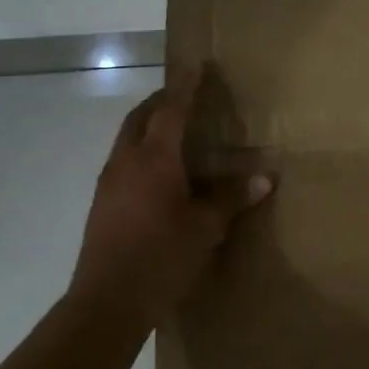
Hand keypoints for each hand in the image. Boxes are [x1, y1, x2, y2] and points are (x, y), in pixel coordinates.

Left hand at [72, 66, 271, 320]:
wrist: (106, 302)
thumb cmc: (161, 258)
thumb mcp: (205, 228)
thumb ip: (232, 199)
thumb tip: (265, 179)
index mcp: (154, 159)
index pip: (172, 110)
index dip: (186, 86)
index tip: (197, 65)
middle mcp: (127, 161)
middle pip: (141, 116)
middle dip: (162, 100)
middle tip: (185, 94)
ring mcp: (109, 182)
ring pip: (127, 137)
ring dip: (149, 124)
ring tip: (174, 128)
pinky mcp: (102, 202)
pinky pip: (123, 159)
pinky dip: (142, 149)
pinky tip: (159, 171)